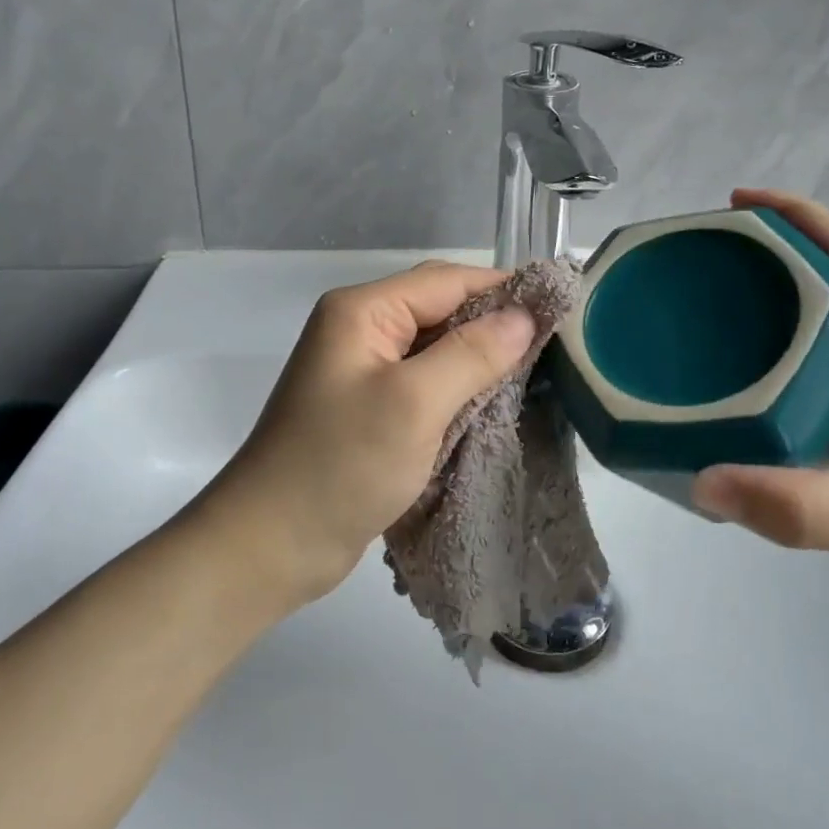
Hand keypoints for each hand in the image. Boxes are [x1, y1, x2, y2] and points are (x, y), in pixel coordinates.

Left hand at [201, 262, 535, 605]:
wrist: (270, 547)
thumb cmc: (340, 466)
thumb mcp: (414, 404)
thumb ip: (472, 354)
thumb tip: (524, 315)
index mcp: (363, 311)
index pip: (447, 281)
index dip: (503, 289)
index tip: (559, 305)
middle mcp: (361, 329)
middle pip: (440, 308)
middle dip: (493, 323)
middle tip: (552, 343)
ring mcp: (363, 370)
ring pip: (436, 347)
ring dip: (479, 357)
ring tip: (534, 371)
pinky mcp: (369, 407)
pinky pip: (424, 381)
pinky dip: (459, 387)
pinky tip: (493, 402)